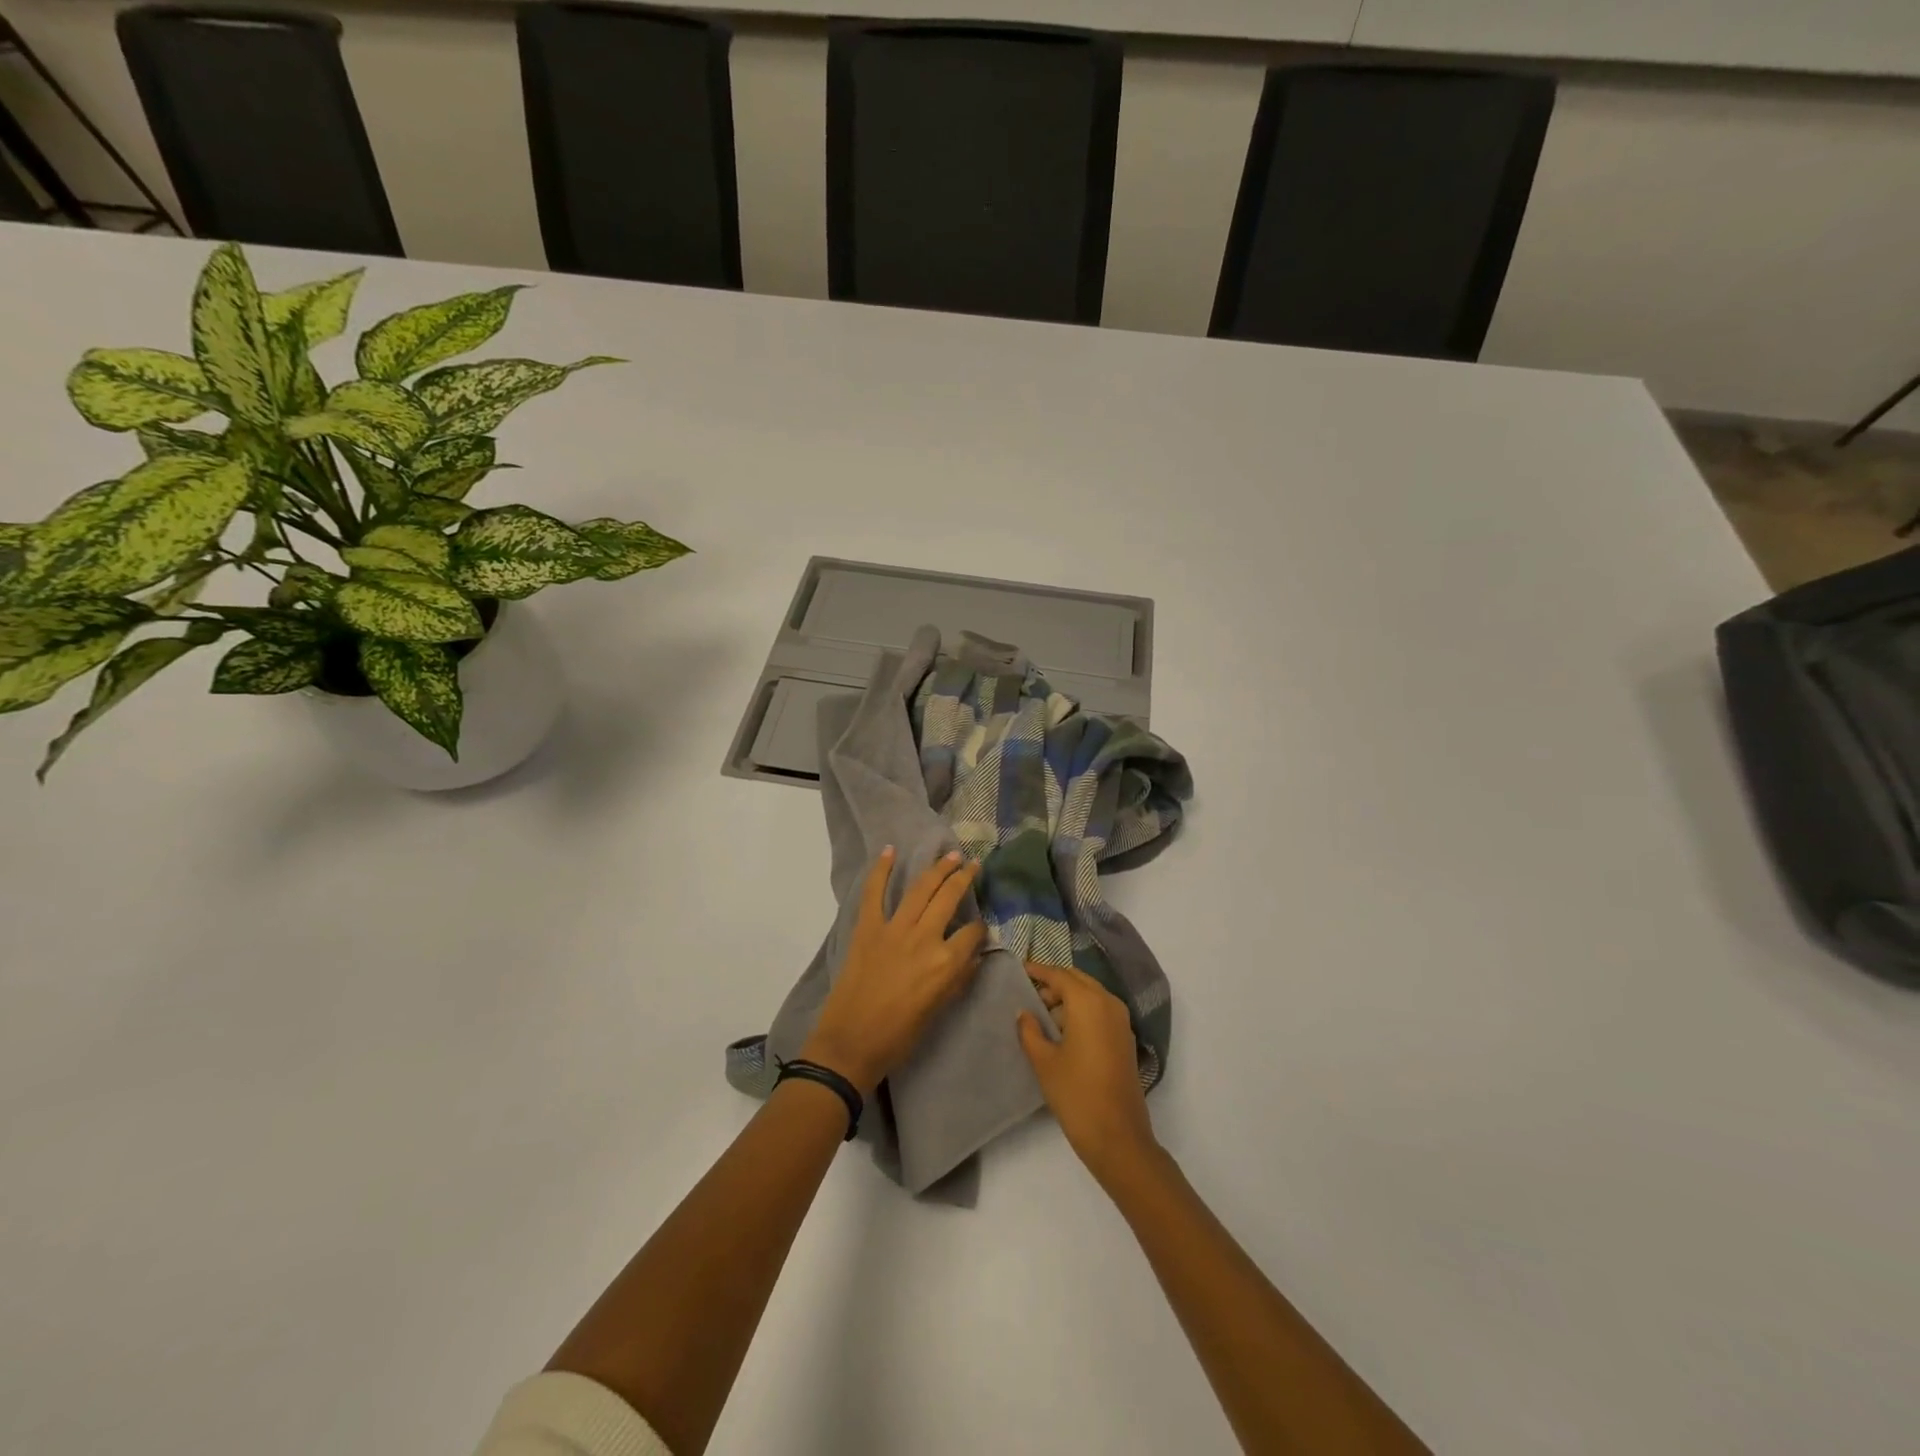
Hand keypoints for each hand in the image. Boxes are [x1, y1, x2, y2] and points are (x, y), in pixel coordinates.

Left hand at [799, 847, 985, 1097]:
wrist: (851, 1043)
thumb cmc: (900, 1036)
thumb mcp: (939, 1009)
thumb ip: (958, 979)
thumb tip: (973, 957)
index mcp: (946, 963)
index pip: (973, 932)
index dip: (980, 928)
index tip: (979, 927)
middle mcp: (924, 938)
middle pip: (949, 898)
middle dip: (964, 878)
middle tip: (972, 864)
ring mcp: (894, 929)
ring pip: (921, 889)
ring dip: (937, 868)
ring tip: (950, 855)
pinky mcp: (868, 928)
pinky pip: (874, 893)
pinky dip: (881, 870)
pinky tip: (890, 851)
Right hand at [1018, 962, 1158, 1186]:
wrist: (1118, 1137)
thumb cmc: (1076, 1094)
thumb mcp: (1044, 1061)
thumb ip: (1030, 1031)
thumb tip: (1024, 1013)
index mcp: (1088, 1002)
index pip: (1059, 975)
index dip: (1038, 971)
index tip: (1020, 969)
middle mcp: (1108, 1003)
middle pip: (1077, 980)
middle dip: (1054, 984)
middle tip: (1030, 997)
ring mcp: (1121, 1021)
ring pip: (1091, 995)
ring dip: (1069, 998)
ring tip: (1043, 1017)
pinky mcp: (1125, 1039)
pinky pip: (1101, 1011)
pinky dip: (1082, 1012)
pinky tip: (1064, 1032)